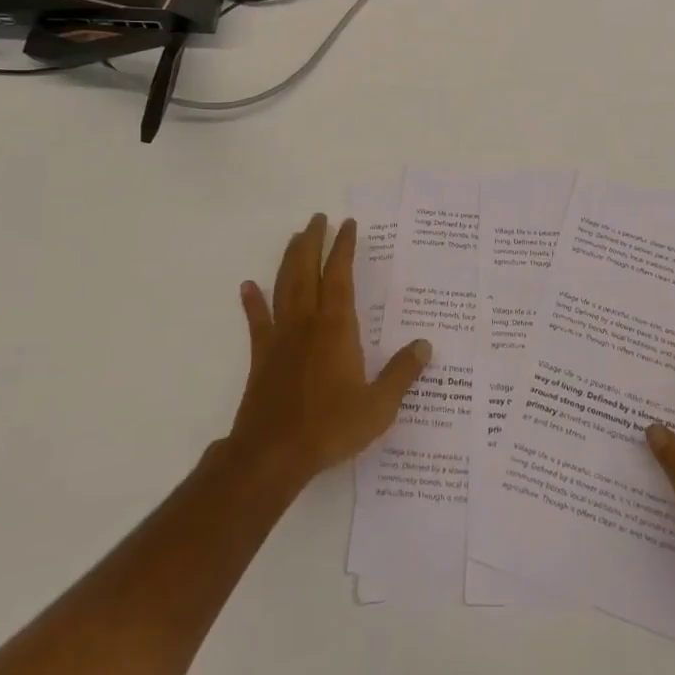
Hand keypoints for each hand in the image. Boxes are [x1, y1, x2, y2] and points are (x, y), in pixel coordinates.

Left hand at [227, 213, 431, 489]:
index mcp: (337, 328)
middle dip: (313, 242)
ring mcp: (281, 338)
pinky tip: (249, 286)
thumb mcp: (379, 406)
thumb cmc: (330, 427)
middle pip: (308, 271)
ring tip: (295, 237)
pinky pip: (257, 322)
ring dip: (290, 260)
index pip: (341, 276)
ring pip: (284, 287)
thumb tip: (425, 345)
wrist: (272, 455)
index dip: (344, 247)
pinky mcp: (262, 357)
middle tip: (318, 218)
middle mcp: (307, 323)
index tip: (347, 224)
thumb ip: (402, 373)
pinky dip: (253, 302)